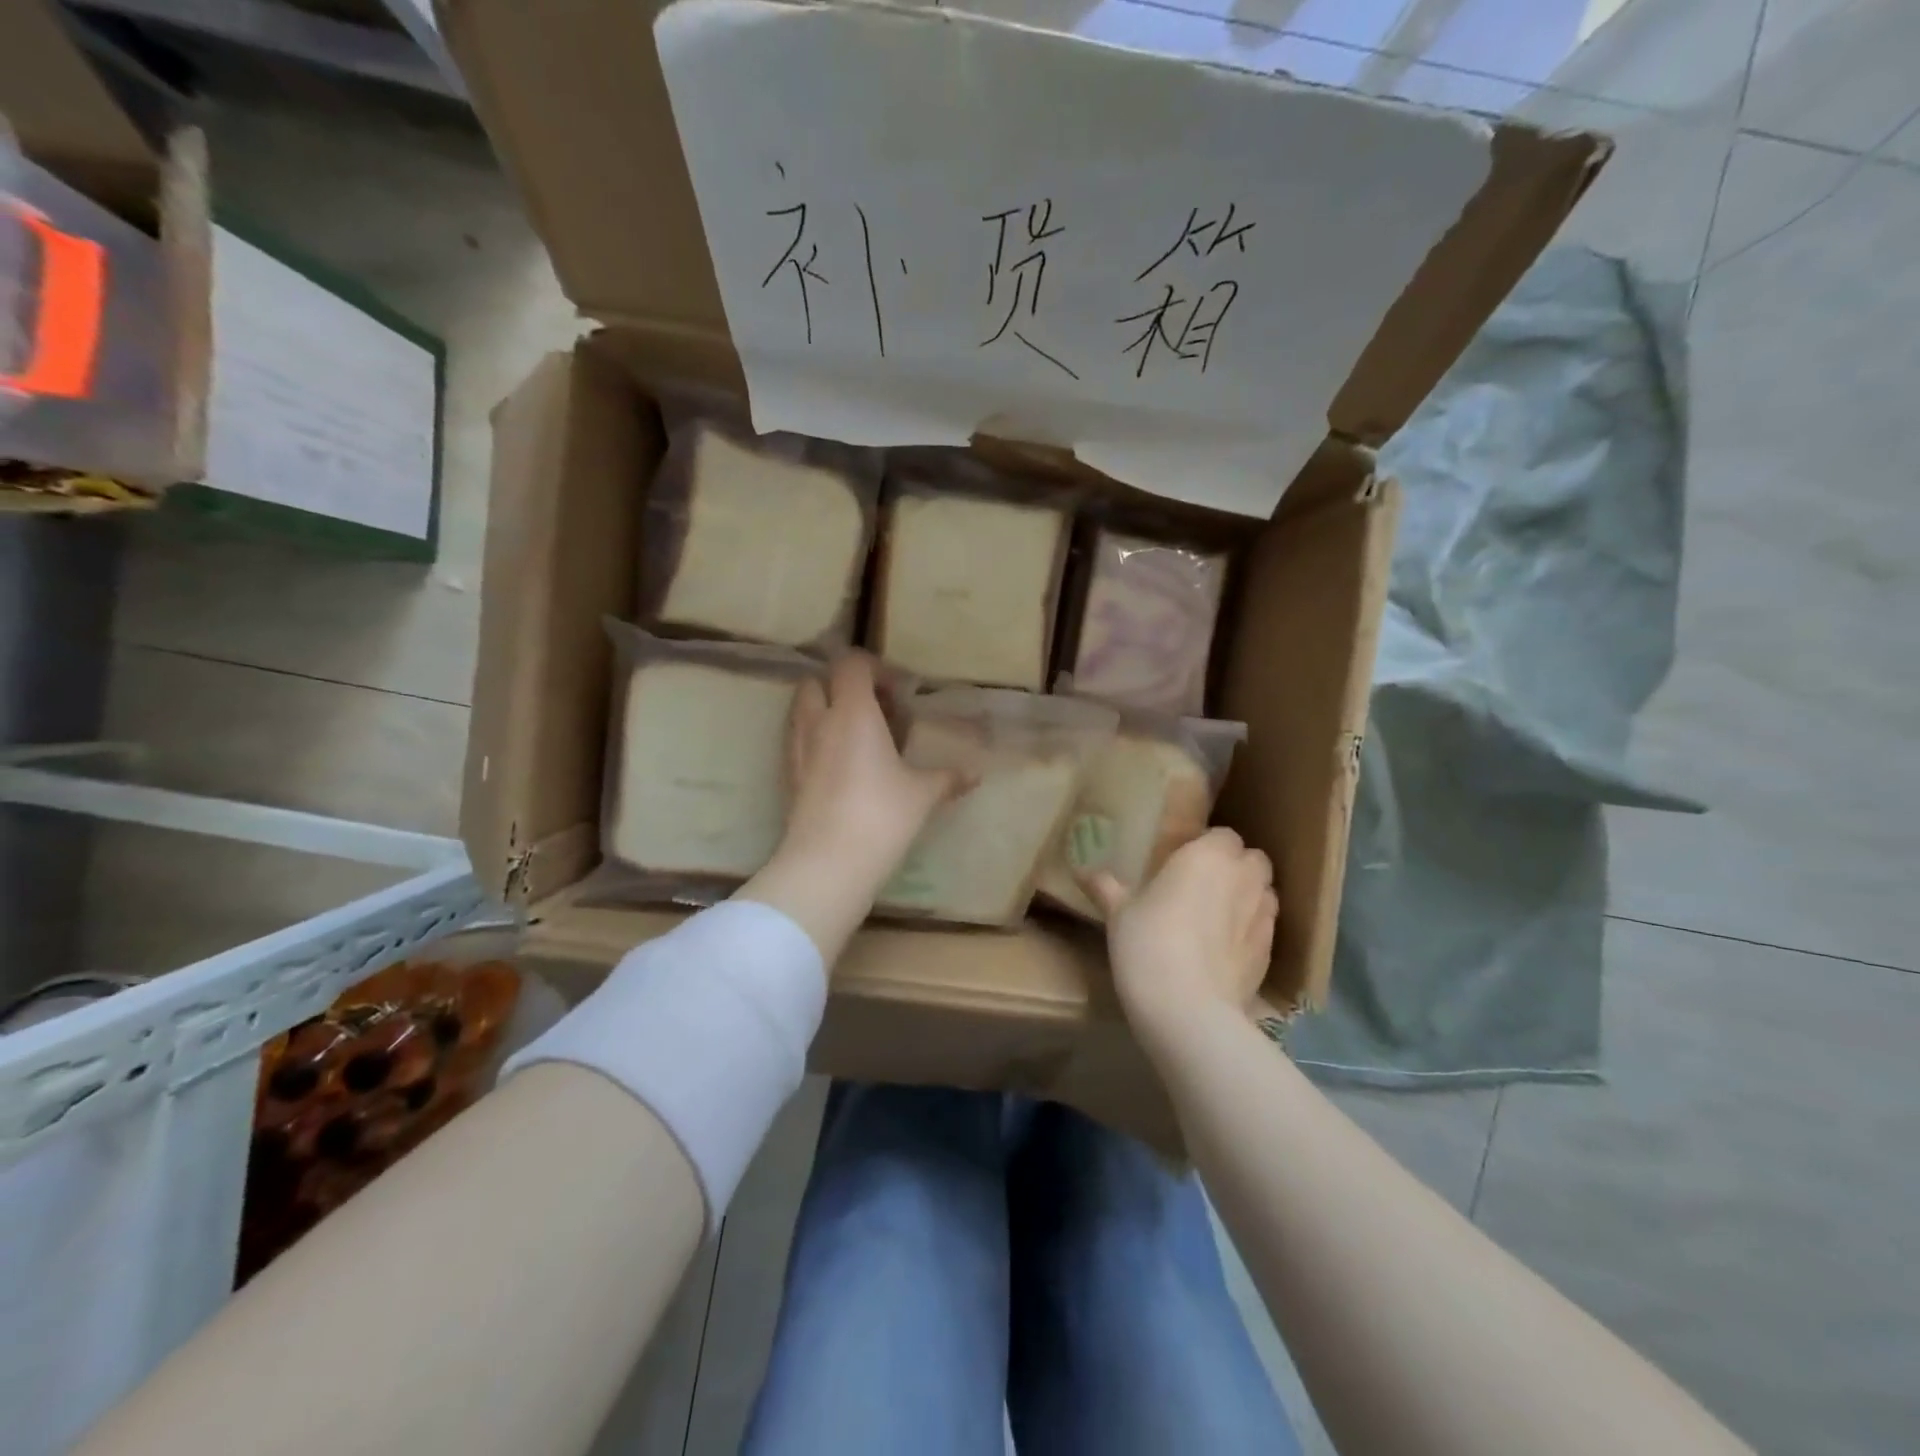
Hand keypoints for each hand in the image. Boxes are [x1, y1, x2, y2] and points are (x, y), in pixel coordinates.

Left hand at [739, 654, 959, 963]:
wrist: (827, 863)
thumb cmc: (881, 816)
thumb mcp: (921, 795)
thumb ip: (947, 778)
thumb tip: (975, 775)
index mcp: (853, 712)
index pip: (851, 664)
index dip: (874, 669)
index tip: (896, 693)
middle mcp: (818, 722)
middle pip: (817, 682)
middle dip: (841, 688)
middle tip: (872, 713)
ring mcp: (796, 749)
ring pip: (802, 711)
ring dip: (825, 713)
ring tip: (856, 740)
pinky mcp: (786, 777)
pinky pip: (796, 742)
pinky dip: (814, 742)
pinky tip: (839, 770)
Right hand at [1084, 827, 1276, 1035]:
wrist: (1188, 1010)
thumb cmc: (1148, 943)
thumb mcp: (1118, 913)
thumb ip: (1106, 887)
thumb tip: (1082, 871)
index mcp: (1208, 854)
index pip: (1223, 835)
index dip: (1207, 846)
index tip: (1184, 863)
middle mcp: (1244, 877)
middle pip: (1252, 859)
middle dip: (1235, 867)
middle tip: (1202, 886)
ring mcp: (1264, 915)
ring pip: (1264, 893)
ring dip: (1247, 897)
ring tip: (1217, 918)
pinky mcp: (1271, 952)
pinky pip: (1265, 928)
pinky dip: (1250, 931)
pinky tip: (1224, 951)